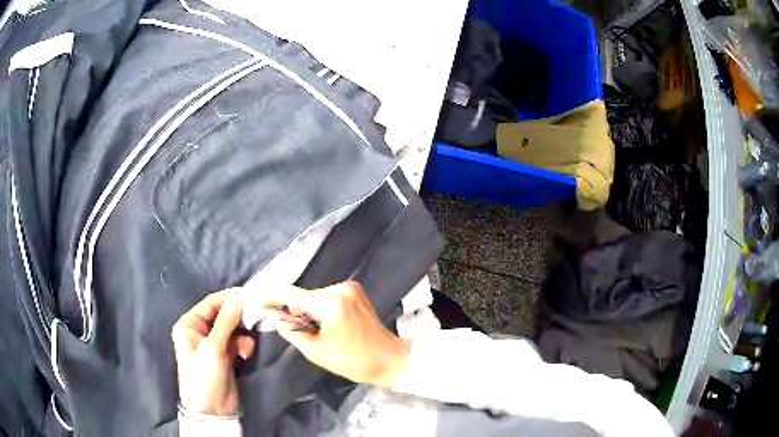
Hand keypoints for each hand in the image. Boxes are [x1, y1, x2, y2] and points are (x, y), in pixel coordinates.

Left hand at [172, 289, 255, 415]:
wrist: (212, 410)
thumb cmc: (205, 376)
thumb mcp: (213, 348)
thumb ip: (225, 322)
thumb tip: (238, 297)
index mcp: (189, 325)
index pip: (210, 303)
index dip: (228, 298)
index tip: (249, 295)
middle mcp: (199, 331)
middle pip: (222, 315)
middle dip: (238, 319)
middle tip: (255, 318)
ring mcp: (212, 344)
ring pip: (232, 328)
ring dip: (242, 335)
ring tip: (247, 347)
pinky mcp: (225, 355)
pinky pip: (237, 342)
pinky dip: (243, 345)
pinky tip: (246, 355)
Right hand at [261, 281, 409, 387]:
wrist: (390, 358)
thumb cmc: (354, 361)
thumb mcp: (317, 352)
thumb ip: (292, 331)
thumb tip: (275, 316)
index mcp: (331, 304)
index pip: (292, 294)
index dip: (271, 296)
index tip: (256, 299)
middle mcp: (340, 289)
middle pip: (303, 295)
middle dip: (290, 307)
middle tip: (283, 324)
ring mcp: (349, 287)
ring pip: (314, 295)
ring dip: (305, 308)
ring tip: (308, 328)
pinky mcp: (354, 290)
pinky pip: (326, 296)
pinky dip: (318, 306)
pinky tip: (321, 322)